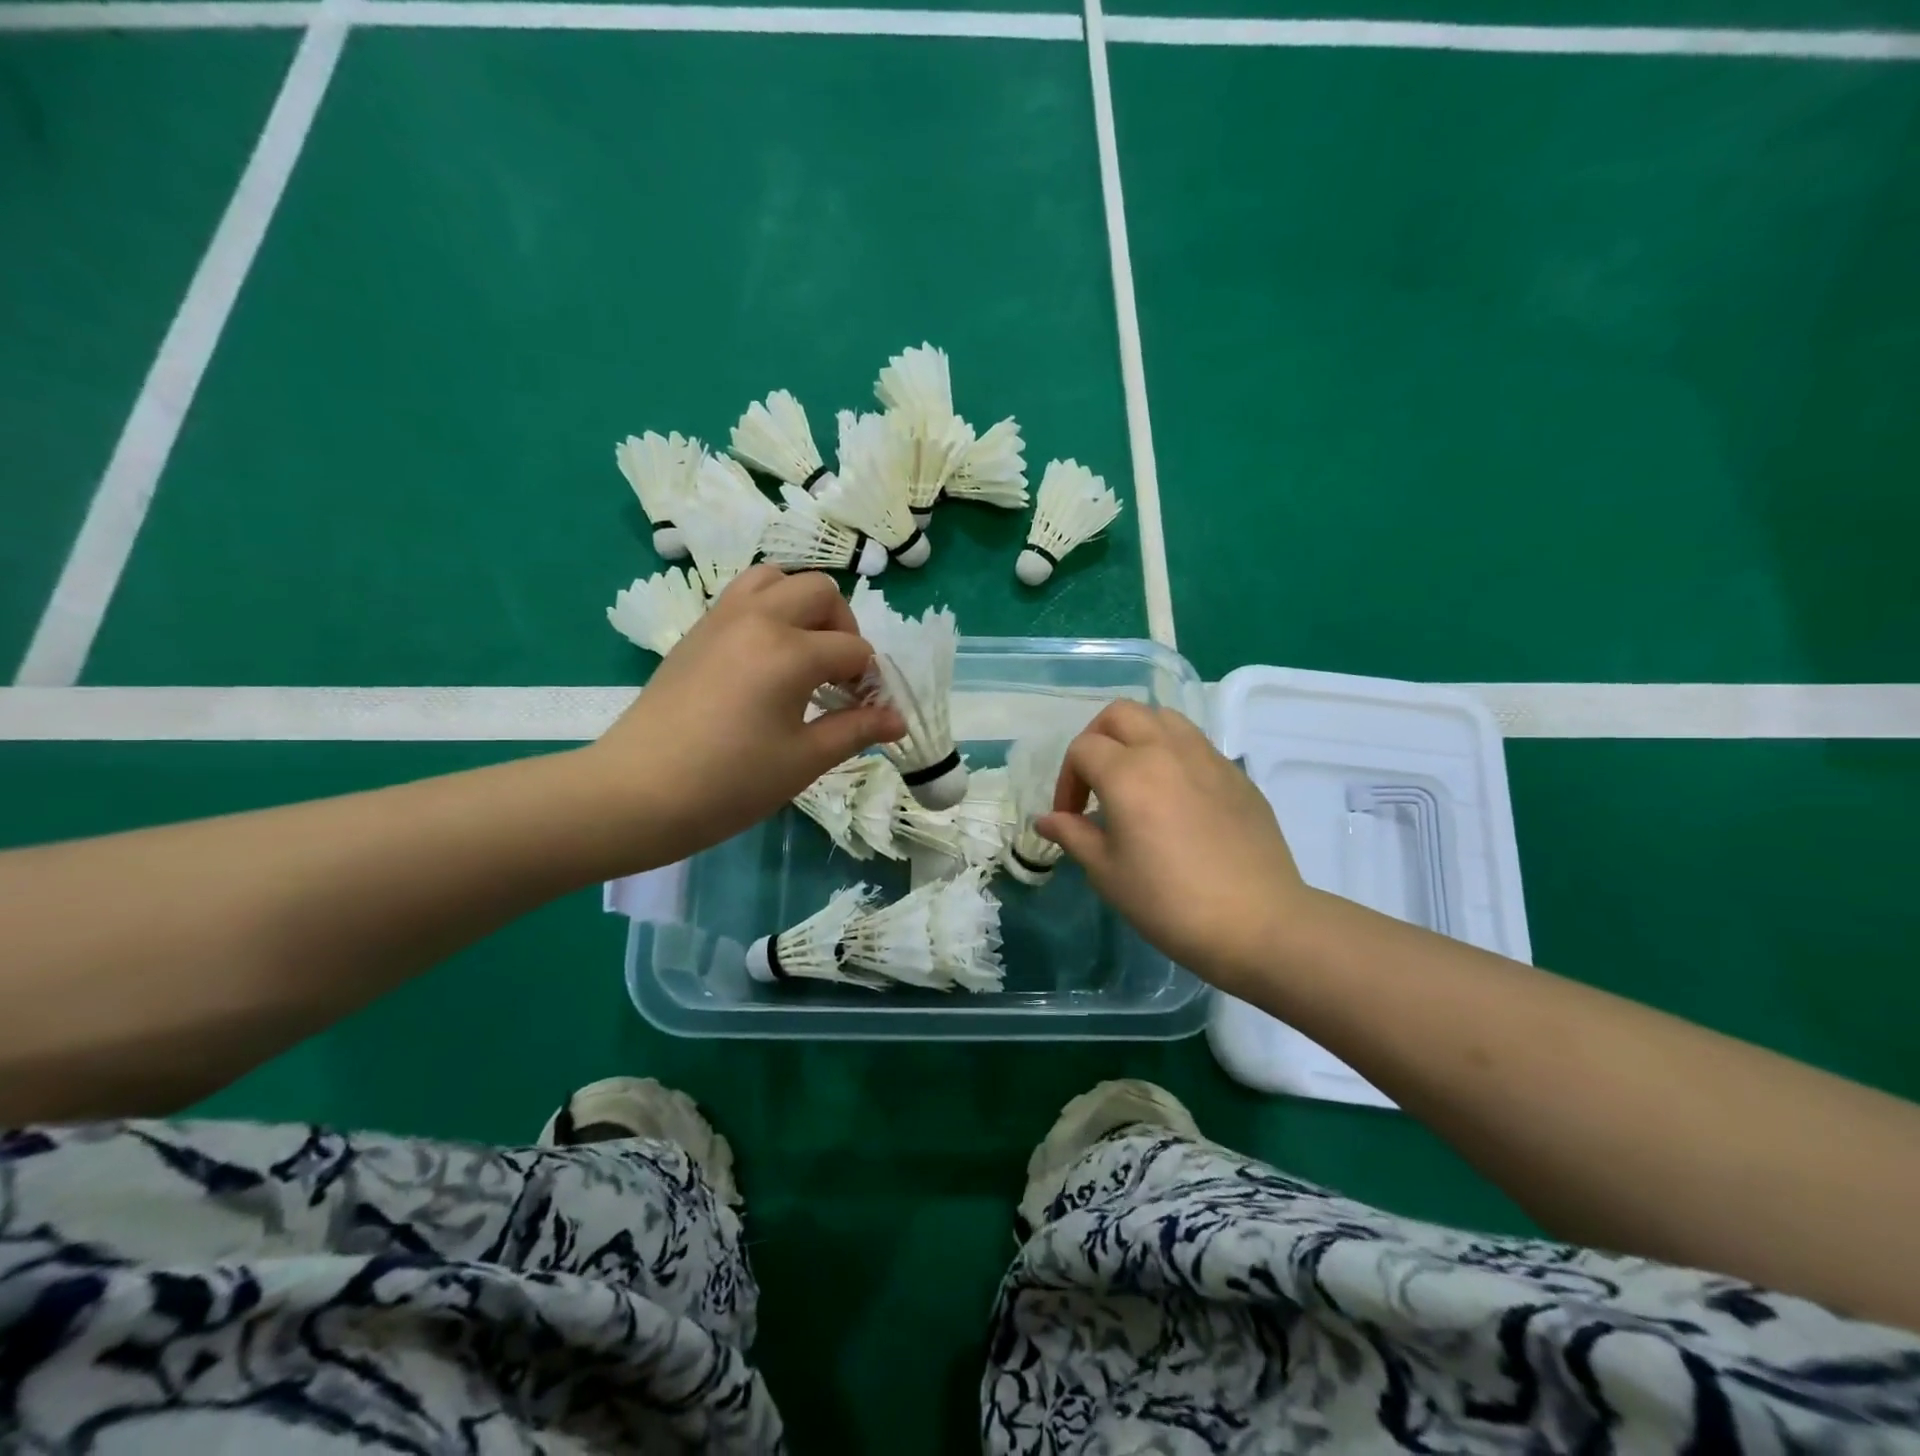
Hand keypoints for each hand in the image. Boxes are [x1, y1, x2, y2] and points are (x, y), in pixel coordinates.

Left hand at [585, 567, 903, 860]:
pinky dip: (768, 609)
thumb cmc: (729, 784)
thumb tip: (898, 720)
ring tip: (802, 653)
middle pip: (821, 592)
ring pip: (777, 578)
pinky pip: (742, 594)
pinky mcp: (697, 630)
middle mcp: (759, 618)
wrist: (637, 793)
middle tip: (837, 676)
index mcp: (790, 652)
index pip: (853, 650)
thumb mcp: (803, 761)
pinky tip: (766, 658)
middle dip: (843, 629)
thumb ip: (856, 730)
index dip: (869, 681)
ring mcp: (722, 618)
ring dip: (802, 606)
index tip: (865, 712)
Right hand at [1039, 701, 1312, 991]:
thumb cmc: (1169, 902)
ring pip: (1163, 718)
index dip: (1066, 780)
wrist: (1257, 923)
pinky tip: (1175, 796)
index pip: (1083, 749)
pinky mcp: (1237, 774)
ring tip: (1134, 777)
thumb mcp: (1108, 873)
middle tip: (1094, 780)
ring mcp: (1208, 758)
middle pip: (1121, 714)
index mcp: (1128, 773)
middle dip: (1096, 738)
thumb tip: (1046, 819)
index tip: (1070, 817)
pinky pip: (1196, 744)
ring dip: (1137, 736)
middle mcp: (1167, 751)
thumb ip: (1074, 835)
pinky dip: (1172, 754)